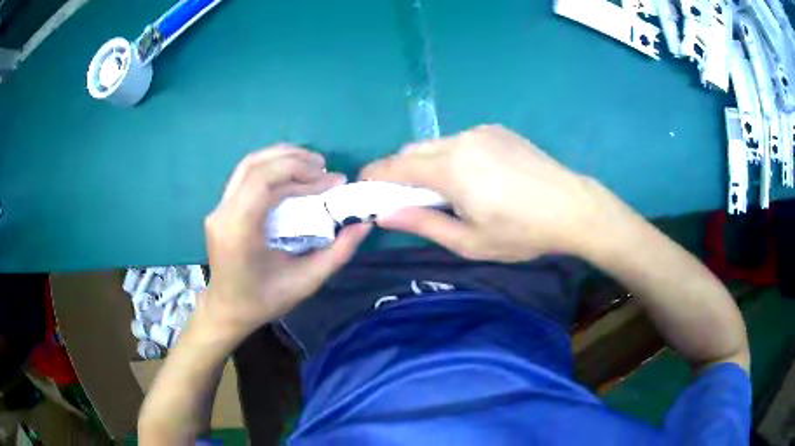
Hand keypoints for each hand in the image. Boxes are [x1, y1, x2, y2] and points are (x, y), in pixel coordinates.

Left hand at [199, 145, 370, 342]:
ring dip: (282, 157)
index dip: (300, 172)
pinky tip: (291, 173)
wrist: (227, 309)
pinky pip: (246, 175)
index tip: (332, 182)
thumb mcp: (306, 282)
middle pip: (256, 166)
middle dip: (295, 160)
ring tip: (312, 165)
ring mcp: (219, 208)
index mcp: (239, 231)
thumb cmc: (264, 301)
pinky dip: (271, 167)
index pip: (264, 181)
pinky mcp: (221, 207)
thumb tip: (364, 224)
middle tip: (326, 168)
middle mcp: (223, 213)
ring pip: (249, 164)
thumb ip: (337, 253)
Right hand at [360, 125, 616, 261]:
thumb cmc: (522, 232)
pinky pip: (460, 140)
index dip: (375, 175)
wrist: (572, 206)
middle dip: (399, 170)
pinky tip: (474, 176)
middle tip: (406, 197)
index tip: (364, 188)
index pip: (396, 166)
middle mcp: (460, 141)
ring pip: (436, 144)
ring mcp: (480, 132)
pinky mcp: (497, 130)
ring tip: (445, 190)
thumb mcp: (470, 241)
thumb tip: (383, 215)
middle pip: (412, 150)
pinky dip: (451, 156)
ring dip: (427, 163)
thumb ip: (423, 224)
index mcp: (451, 170)